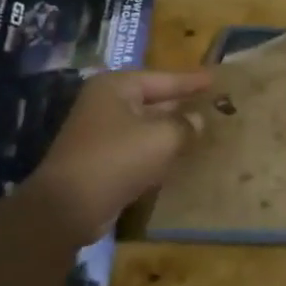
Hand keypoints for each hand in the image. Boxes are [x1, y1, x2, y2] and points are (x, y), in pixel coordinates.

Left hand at [29, 69, 212, 242]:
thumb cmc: (118, 158)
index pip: (163, 79)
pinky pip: (138, 147)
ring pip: (146, 125)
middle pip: (152, 100)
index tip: (216, 79)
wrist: (70, 207)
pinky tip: (179, 154)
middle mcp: (104, 104)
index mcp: (116, 87)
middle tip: (212, 103)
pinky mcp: (101, 159)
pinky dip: (158, 149)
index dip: (191, 81)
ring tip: (202, 128)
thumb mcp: (163, 137)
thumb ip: (186, 124)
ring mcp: (100, 133)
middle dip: (181, 104)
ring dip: (171, 129)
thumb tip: (197, 120)